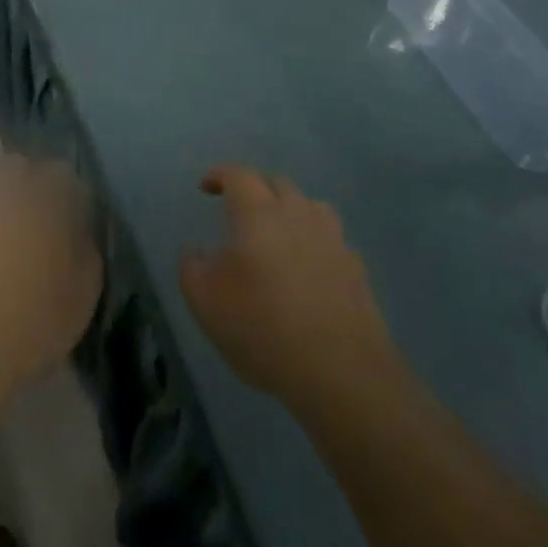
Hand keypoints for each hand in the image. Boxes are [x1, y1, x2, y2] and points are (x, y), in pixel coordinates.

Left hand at [0, 155, 102, 418]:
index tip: (69, 220)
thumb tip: (76, 227)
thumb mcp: (82, 294)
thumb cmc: (27, 327)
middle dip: (28, 188)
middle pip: (18, 169)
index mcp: (40, 198)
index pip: (61, 173)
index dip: (67, 196)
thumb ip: (85, 246)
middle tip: (32, 225)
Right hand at [180, 165, 400, 415]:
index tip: (205, 186)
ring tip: (275, 231)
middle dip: (254, 187)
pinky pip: (330, 238)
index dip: (220, 175)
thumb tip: (195, 251)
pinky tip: (306, 266)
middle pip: (277, 183)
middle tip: (236, 206)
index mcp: (259, 214)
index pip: (239, 175)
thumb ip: (191, 268)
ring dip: (288, 208)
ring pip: (309, 206)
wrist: (340, 371)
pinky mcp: (355, 268)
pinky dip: (312, 240)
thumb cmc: (262, 327)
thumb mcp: (205, 302)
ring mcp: (332, 239)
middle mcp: (298, 214)